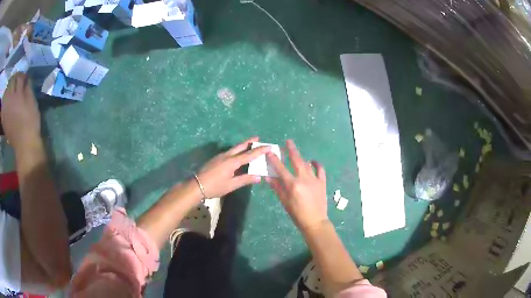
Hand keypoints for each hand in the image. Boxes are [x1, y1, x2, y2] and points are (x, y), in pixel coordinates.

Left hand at [1, 73, 40, 151]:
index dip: (22, 75)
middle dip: (14, 78)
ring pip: (6, 92)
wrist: (24, 144)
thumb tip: (26, 80)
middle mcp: (10, 100)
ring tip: (10, 90)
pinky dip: (3, 101)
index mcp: (18, 95)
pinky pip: (2, 107)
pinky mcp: (4, 119)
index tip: (25, 78)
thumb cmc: (30, 122)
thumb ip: (28, 88)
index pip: (19, 77)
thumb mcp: (33, 103)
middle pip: (11, 81)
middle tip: (17, 81)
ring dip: (8, 88)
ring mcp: (6, 110)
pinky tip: (5, 101)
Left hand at [197, 137, 270, 199]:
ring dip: (242, 146)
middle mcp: (227, 156)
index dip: (260, 150)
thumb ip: (245, 180)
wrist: (196, 185)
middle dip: (249, 142)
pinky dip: (236, 151)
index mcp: (232, 162)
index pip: (249, 155)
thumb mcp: (231, 185)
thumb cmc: (215, 186)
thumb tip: (258, 177)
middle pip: (240, 146)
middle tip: (257, 138)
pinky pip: (229, 152)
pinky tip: (237, 156)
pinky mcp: (215, 159)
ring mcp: (220, 156)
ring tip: (249, 145)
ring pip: (234, 149)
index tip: (269, 146)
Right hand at [266, 140, 327, 230]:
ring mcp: (315, 180)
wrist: (315, 221)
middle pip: (297, 161)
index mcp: (293, 185)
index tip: (270, 152)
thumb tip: (268, 177)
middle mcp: (304, 179)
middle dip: (291, 150)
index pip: (281, 169)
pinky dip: (317, 164)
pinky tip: (313, 162)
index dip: (274, 160)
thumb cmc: (297, 214)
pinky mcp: (322, 182)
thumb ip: (277, 188)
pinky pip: (320, 170)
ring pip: (307, 164)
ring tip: (297, 154)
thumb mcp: (284, 202)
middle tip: (288, 142)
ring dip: (301, 158)